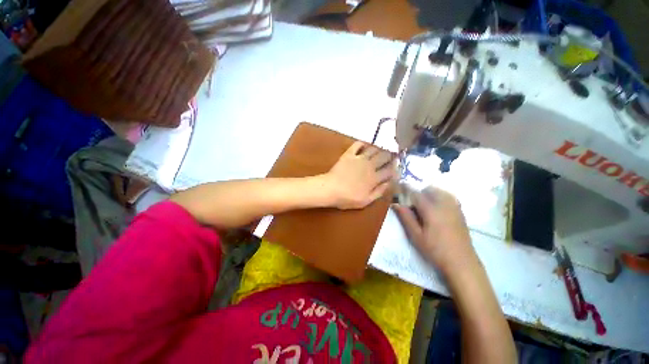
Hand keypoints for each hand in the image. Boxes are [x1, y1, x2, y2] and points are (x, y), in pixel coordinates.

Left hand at [323, 141, 396, 209]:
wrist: (330, 189)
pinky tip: (366, 144)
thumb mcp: (365, 201)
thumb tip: (389, 183)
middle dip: (391, 155)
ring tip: (382, 149)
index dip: (395, 168)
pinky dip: (363, 143)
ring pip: (374, 149)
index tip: (398, 167)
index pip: (389, 171)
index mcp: (374, 178)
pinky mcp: (349, 154)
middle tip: (393, 154)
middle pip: (384, 157)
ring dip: (379, 148)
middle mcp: (370, 166)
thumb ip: (379, 192)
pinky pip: (358, 145)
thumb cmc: (347, 198)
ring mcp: (359, 158)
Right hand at [393, 186, 475, 271]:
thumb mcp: (416, 235)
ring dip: (429, 194)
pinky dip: (439, 197)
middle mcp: (444, 204)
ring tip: (423, 206)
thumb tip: (396, 203)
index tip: (399, 186)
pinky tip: (436, 210)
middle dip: (418, 192)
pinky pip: (448, 197)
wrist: (462, 262)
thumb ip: (405, 217)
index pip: (415, 193)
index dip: (406, 189)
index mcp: (431, 209)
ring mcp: (454, 207)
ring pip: (440, 191)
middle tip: (412, 203)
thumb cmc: (435, 250)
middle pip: (429, 189)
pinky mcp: (460, 212)